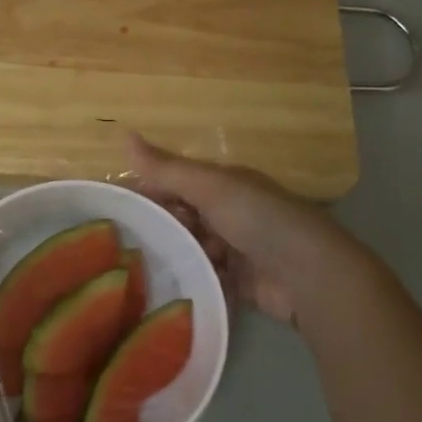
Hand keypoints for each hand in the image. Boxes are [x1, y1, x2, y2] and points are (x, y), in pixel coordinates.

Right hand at [127, 133, 358, 325]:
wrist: (307, 274)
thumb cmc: (258, 218)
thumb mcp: (209, 186)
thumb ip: (166, 169)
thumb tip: (123, 135)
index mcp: (225, 185)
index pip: (177, 183)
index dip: (147, 191)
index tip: (114, 207)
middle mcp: (230, 214)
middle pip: (182, 217)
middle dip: (157, 226)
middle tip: (122, 243)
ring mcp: (235, 249)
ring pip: (191, 248)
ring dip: (172, 255)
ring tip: (135, 267)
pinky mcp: (238, 282)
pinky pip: (205, 276)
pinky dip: (189, 278)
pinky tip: (162, 286)